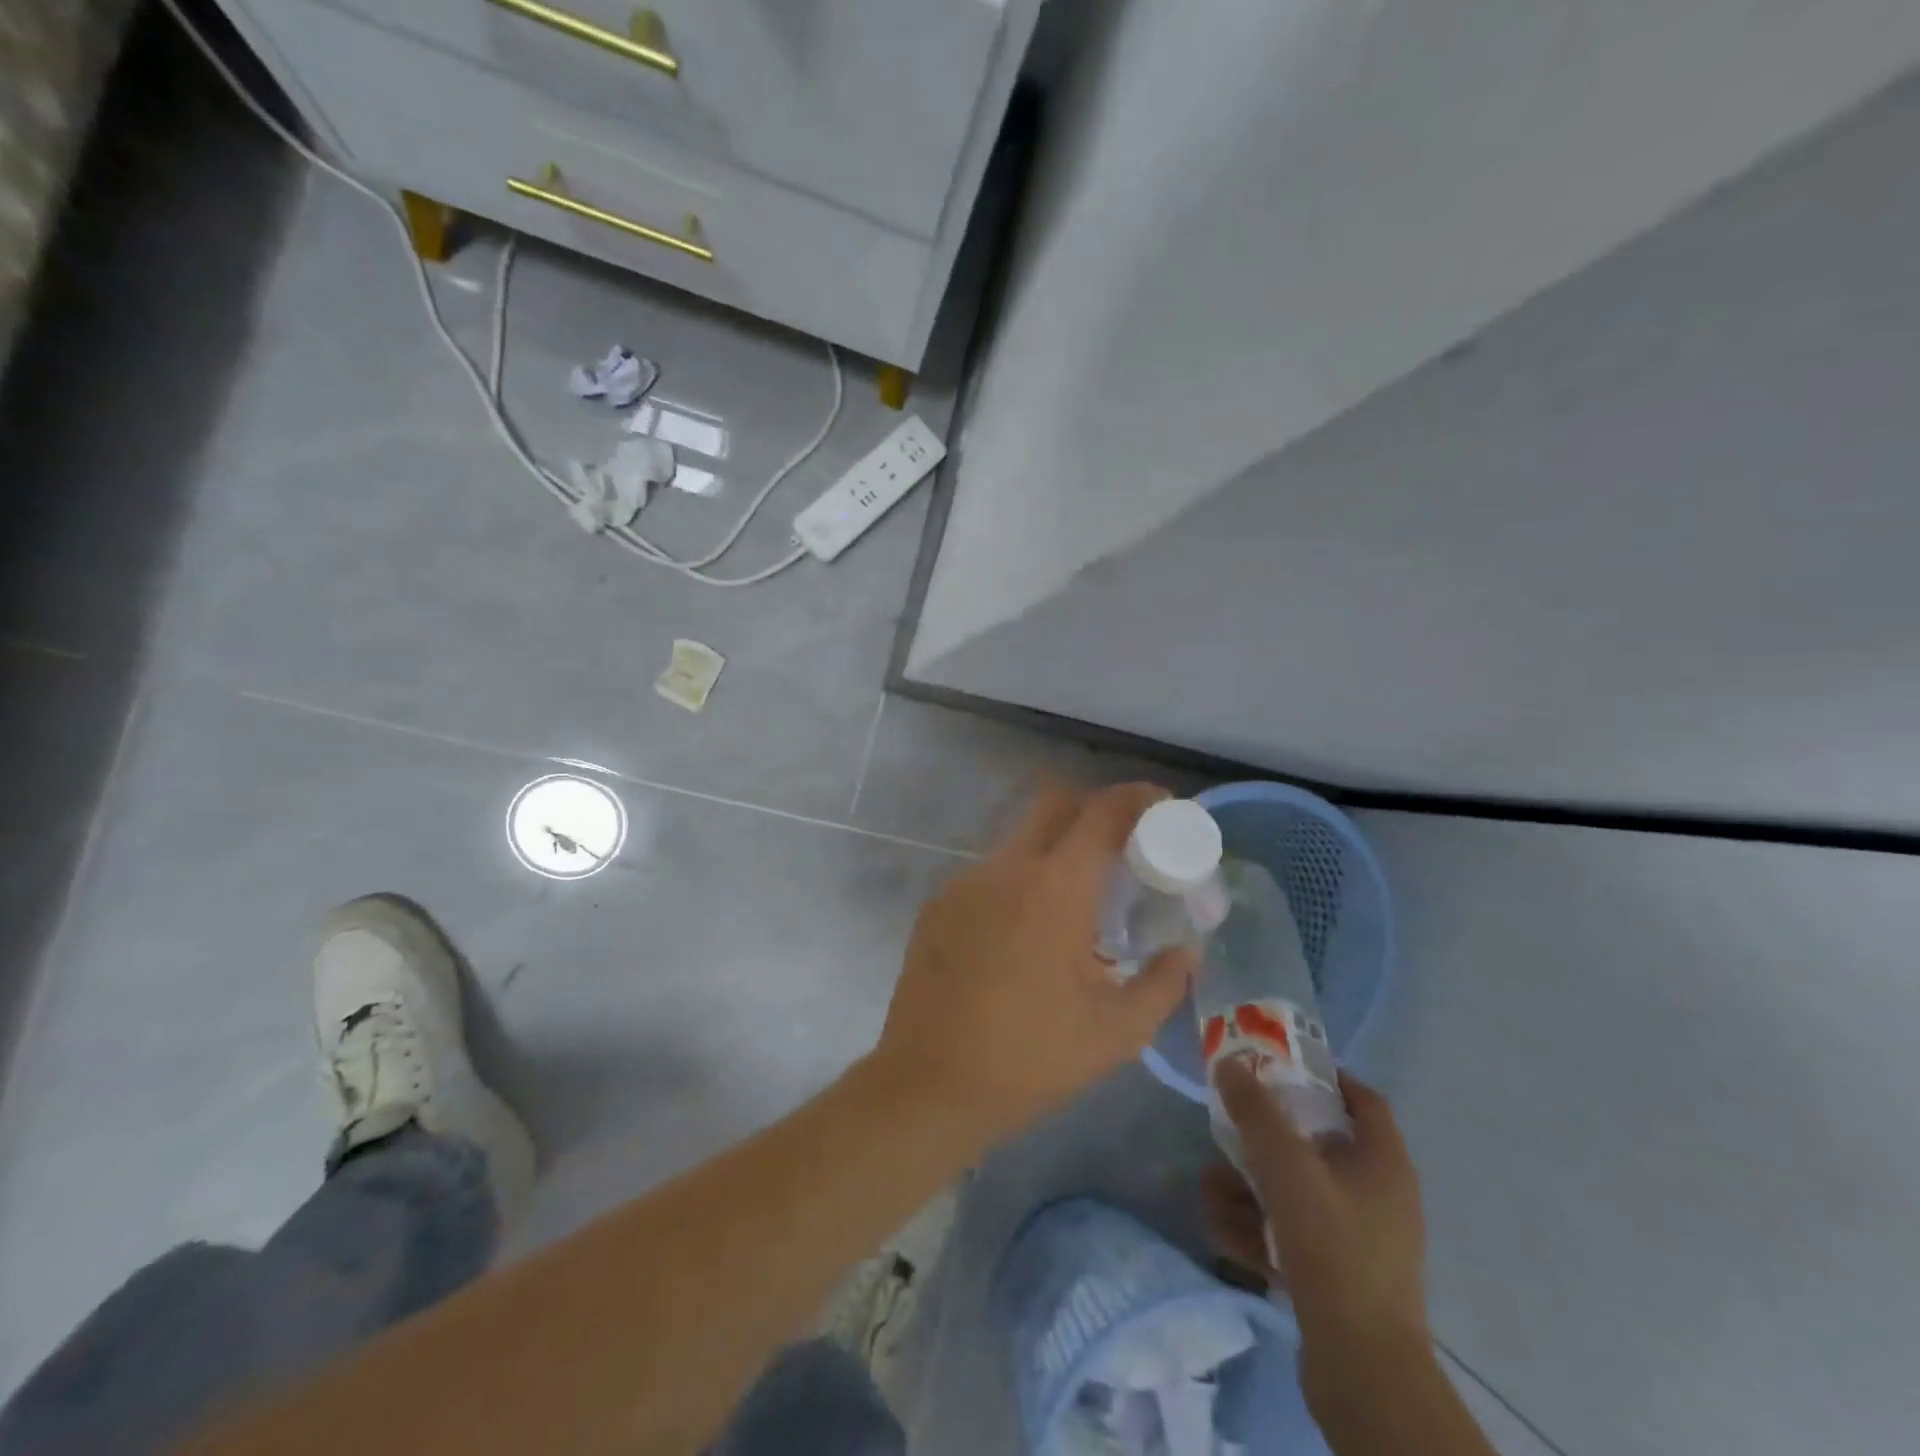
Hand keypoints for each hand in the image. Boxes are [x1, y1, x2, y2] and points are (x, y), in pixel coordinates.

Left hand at [869, 784, 1198, 1143]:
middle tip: (1122, 843)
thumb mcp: (1117, 1032)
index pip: (1101, 813)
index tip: (1161, 804)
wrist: (929, 1086)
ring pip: (1018, 839)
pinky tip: (1025, 932)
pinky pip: (989, 874)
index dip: (1136, 797)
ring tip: (1076, 900)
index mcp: (1055, 888)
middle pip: (1053, 803)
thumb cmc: (1031, 1058)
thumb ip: (1163, 983)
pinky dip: (1019, 881)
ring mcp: (964, 882)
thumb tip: (1186, 952)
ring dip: (1053, 849)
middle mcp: (1005, 868)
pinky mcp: (937, 904)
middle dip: (1093, 807)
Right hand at [1203, 1064, 1430, 1398]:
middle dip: (1263, 1138)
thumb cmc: (1333, 1248)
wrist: (1362, 1370)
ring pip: (1295, 1193)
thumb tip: (1230, 1063)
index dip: (1323, 1076)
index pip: (1362, 1099)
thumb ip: (1256, 1112)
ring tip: (1209, 1189)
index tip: (1276, 1065)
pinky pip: (1292, 1235)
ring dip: (1248, 1187)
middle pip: (1315, 1145)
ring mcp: (1358, 1240)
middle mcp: (1376, 1196)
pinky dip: (1258, 1229)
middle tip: (1226, 1128)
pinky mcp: (1338, 1277)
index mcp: (1383, 1163)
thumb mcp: (1287, 1168)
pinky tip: (1221, 1231)